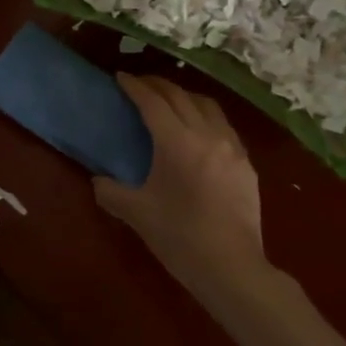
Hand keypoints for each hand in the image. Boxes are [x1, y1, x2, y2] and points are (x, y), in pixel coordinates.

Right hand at [95, 76, 278, 321]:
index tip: (120, 77)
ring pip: (208, 107)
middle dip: (158, 85)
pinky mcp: (246, 164)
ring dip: (185, 97)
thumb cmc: (180, 238)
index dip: (135, 86)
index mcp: (177, 142)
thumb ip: (110, 191)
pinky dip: (205, 118)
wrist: (232, 267)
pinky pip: (224, 127)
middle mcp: (208, 134)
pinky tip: (198, 132)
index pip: (153, 102)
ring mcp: (232, 147)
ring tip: (170, 101)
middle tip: (139, 84)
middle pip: (181, 96)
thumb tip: (98, 180)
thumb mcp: (136, 213)